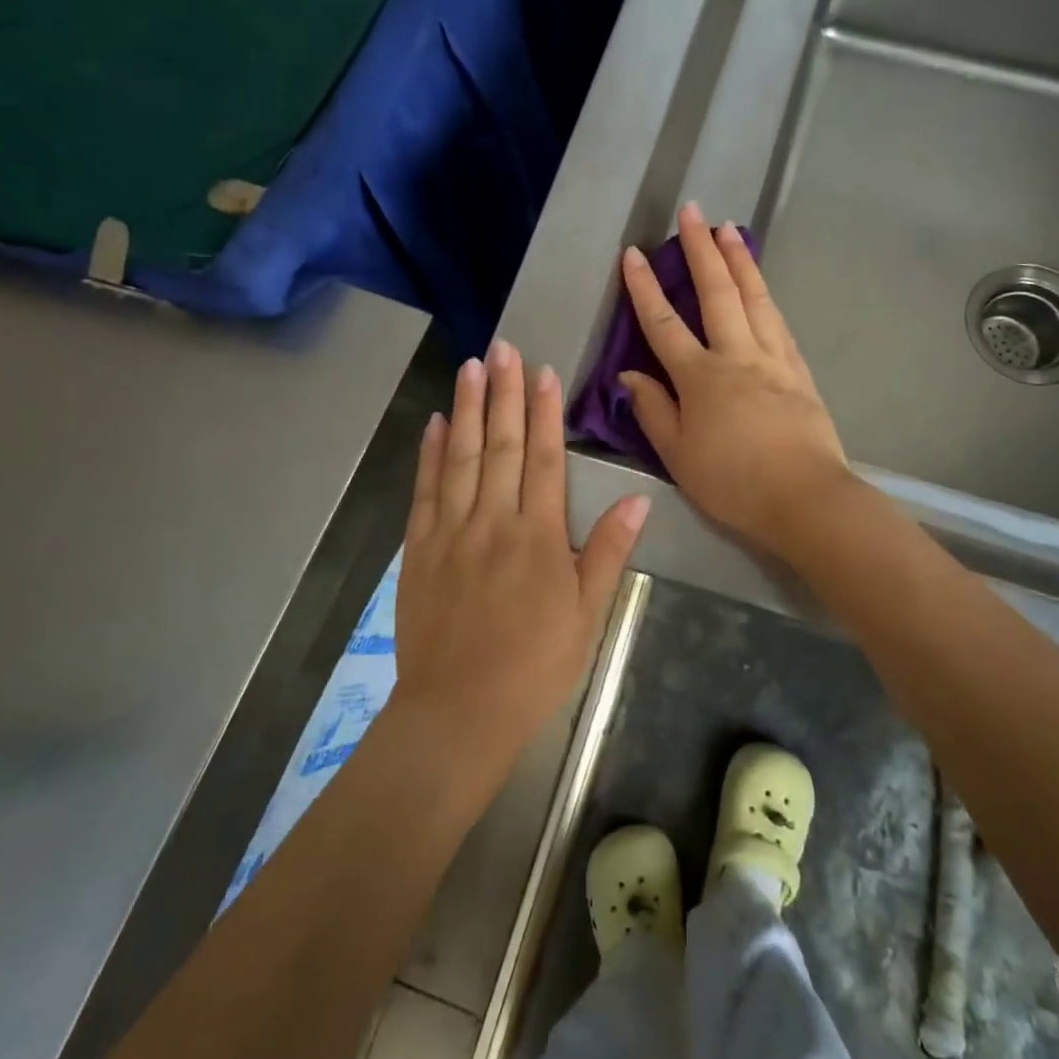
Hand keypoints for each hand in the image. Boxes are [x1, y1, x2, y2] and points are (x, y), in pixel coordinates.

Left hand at [393, 340, 649, 774]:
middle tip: (502, 347)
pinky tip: (436, 422)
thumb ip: (609, 550)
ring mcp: (451, 531)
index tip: (543, 372)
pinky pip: (425, 489)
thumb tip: (640, 497)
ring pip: (462, 456)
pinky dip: (430, 452)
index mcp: (539, 536)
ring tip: (471, 366)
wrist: (459, 710)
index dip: (545, 412)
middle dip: (504, 392)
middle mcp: (493, 521)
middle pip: (502, 444)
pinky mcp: (419, 548)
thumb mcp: (588, 614)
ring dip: (468, 408)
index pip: (545, 458)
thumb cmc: (535, 665)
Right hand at [619, 203, 849, 556]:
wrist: (805, 498)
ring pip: (754, 298)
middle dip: (700, 250)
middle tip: (692, 211)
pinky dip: (766, 296)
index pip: (664, 323)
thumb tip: (629, 374)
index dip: (645, 287)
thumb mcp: (677, 455)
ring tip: (729, 228)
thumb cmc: (732, 483)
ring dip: (739, 260)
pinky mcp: (799, 371)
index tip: (633, 253)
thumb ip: (653, 410)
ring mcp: (773, 359)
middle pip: (716, 293)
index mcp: (700, 377)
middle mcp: (737, 356)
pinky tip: (762, 285)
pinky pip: (779, 322)